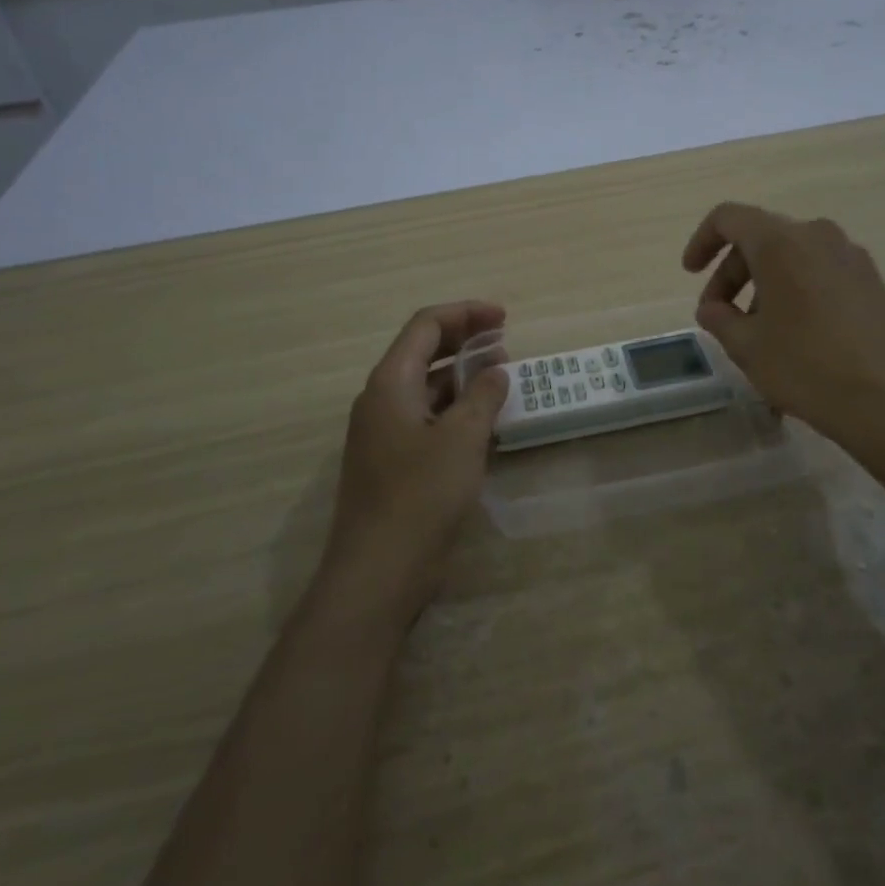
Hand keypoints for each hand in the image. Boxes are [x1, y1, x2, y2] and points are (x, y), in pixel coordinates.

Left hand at [316, 301, 509, 630]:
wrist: (379, 571)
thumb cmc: (421, 495)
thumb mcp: (462, 438)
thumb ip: (482, 396)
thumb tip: (495, 370)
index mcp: (390, 383)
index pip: (426, 326)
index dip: (466, 314)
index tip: (505, 318)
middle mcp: (381, 400)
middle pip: (423, 352)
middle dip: (465, 341)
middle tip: (506, 342)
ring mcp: (385, 433)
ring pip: (426, 388)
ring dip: (463, 377)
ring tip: (503, 378)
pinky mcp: (394, 462)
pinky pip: (427, 420)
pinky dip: (456, 410)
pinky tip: (485, 422)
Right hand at [682, 203, 884, 451]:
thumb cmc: (804, 366)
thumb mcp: (746, 346)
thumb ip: (719, 318)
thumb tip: (712, 308)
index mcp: (780, 242)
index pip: (728, 218)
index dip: (702, 241)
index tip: (691, 273)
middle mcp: (817, 235)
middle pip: (760, 238)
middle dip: (732, 273)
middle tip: (720, 316)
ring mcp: (850, 255)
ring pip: (792, 255)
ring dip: (764, 283)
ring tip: (757, 331)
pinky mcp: (871, 279)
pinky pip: (819, 270)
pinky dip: (795, 289)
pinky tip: (794, 332)